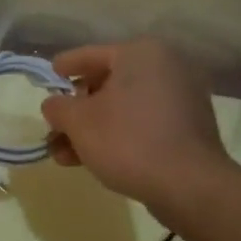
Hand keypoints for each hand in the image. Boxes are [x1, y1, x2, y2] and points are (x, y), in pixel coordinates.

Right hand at [40, 38, 230, 212]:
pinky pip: (143, 123)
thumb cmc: (129, 141)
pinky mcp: (189, 127)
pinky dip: (119, 135)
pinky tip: (94, 159)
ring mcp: (182, 98)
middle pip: (108, 83)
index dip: (66, 66)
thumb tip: (54, 105)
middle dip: (77, 110)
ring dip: (93, 129)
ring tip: (64, 155)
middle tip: (55, 128)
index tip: (50, 73)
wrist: (190, 187)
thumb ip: (58, 107)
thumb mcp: (79, 122)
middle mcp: (167, 67)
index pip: (92, 54)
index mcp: (141, 53)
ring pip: (124, 108)